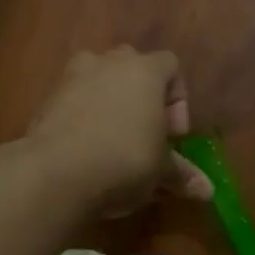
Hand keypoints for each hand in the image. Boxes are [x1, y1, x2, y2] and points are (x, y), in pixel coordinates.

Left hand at [26, 48, 214, 212]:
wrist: (56, 172)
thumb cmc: (124, 160)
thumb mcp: (160, 170)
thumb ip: (182, 174)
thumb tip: (208, 191)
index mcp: (145, 71)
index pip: (171, 66)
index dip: (178, 99)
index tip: (174, 134)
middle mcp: (109, 63)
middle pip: (133, 67)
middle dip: (143, 97)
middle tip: (146, 134)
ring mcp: (73, 77)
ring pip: (99, 80)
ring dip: (110, 103)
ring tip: (113, 141)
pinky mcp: (46, 100)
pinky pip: (74, 100)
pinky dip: (83, 117)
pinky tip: (86, 151)